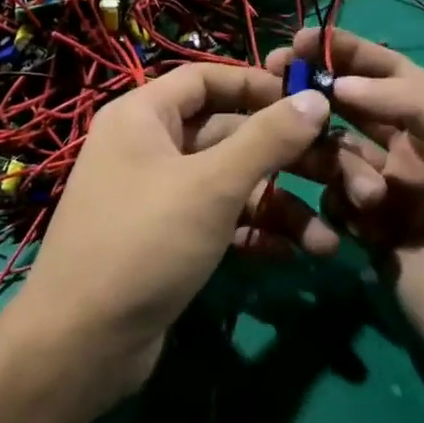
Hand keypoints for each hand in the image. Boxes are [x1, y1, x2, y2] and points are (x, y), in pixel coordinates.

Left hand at [5, 64, 335, 407]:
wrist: (82, 343)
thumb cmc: (145, 242)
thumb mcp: (212, 185)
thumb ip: (268, 139)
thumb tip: (316, 97)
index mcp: (143, 117)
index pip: (205, 79)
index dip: (257, 85)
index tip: (309, 101)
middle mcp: (148, 148)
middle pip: (227, 135)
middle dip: (284, 158)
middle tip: (341, 174)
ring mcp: (157, 197)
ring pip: (229, 185)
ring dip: (278, 207)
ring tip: (328, 241)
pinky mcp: (167, 241)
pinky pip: (219, 222)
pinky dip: (253, 234)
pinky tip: (293, 255)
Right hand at [268, 29, 423, 392]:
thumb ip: (419, 103)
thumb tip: (347, 83)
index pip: (389, 71)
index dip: (347, 51)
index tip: (301, 40)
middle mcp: (411, 151)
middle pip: (352, 107)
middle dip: (318, 93)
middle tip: (276, 83)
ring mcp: (388, 194)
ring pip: (337, 156)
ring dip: (340, 166)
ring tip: (370, 200)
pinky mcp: (369, 235)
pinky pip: (336, 203)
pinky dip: (339, 206)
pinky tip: (360, 228)